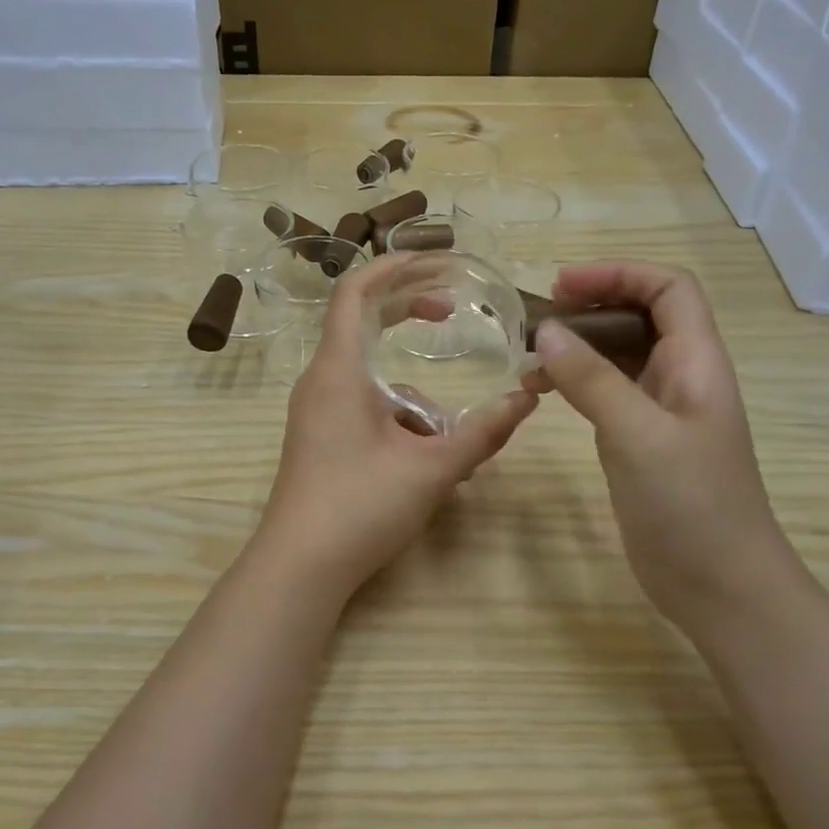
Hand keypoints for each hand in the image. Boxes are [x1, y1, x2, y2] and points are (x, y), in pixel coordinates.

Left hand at [256, 254, 537, 595]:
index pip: (355, 291)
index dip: (393, 267)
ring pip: (370, 377)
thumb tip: (528, 398)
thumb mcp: (432, 468)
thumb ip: (483, 432)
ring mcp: (316, 411)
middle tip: (450, 311)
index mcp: (339, 370)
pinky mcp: (319, 438)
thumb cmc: (360, 507)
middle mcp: (321, 381)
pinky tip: (427, 460)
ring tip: (448, 440)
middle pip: (361, 322)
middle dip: (406, 311)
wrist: (299, 567)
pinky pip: (363, 407)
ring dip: (413, 393)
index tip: (435, 261)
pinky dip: (398, 418)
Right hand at [525, 262, 798, 626]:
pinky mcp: (639, 441)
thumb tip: (547, 330)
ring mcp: (660, 411)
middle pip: (641, 315)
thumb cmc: (691, 505)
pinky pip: (606, 393)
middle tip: (535, 320)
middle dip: (591, 305)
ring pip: (618, 355)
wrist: (719, 585)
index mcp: (697, 362)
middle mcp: (681, 377)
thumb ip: (592, 380)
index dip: (619, 274)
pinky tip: (542, 392)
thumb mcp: (638, 435)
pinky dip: (574, 383)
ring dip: (577, 346)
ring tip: (528, 357)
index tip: (562, 286)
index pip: (668, 289)